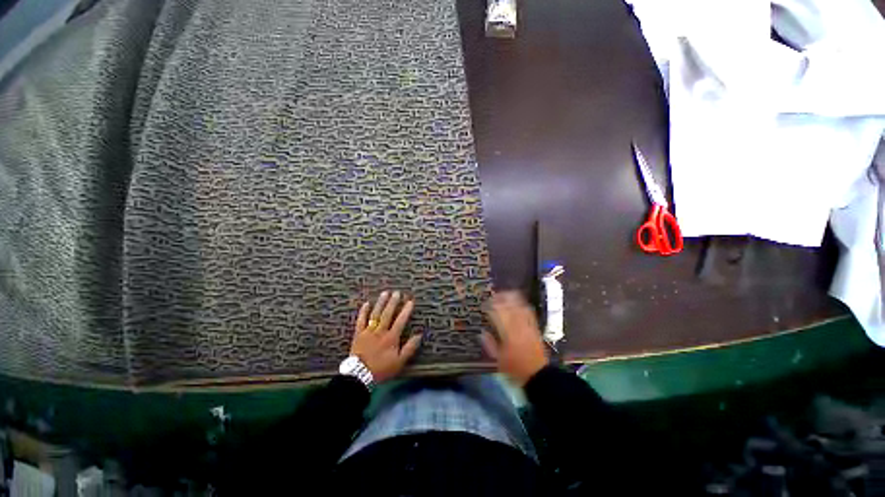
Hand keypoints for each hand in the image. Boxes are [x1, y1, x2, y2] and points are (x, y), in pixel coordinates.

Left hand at [350, 291, 421, 383]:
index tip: (410, 301)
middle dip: (393, 302)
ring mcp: (368, 331)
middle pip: (388, 314)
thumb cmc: (381, 369)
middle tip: (397, 292)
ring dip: (381, 303)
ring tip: (385, 293)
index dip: (406, 310)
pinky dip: (363, 311)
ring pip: (375, 314)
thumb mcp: (399, 362)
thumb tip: (419, 335)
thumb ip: (409, 348)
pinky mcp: (358, 334)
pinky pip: (360, 320)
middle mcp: (380, 331)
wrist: (359, 376)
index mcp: (391, 338)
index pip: (400, 320)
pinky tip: (366, 303)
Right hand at [481, 291, 548, 385]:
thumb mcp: (498, 359)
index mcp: (507, 333)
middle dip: (501, 298)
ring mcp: (528, 325)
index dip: (491, 307)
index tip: (485, 304)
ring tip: (505, 295)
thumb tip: (482, 332)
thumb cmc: (515, 368)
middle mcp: (518, 326)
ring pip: (520, 306)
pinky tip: (519, 303)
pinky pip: (529, 312)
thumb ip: (489, 344)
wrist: (538, 375)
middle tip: (494, 296)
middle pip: (510, 306)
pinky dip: (523, 304)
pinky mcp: (535, 327)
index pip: (498, 314)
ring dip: (512, 298)